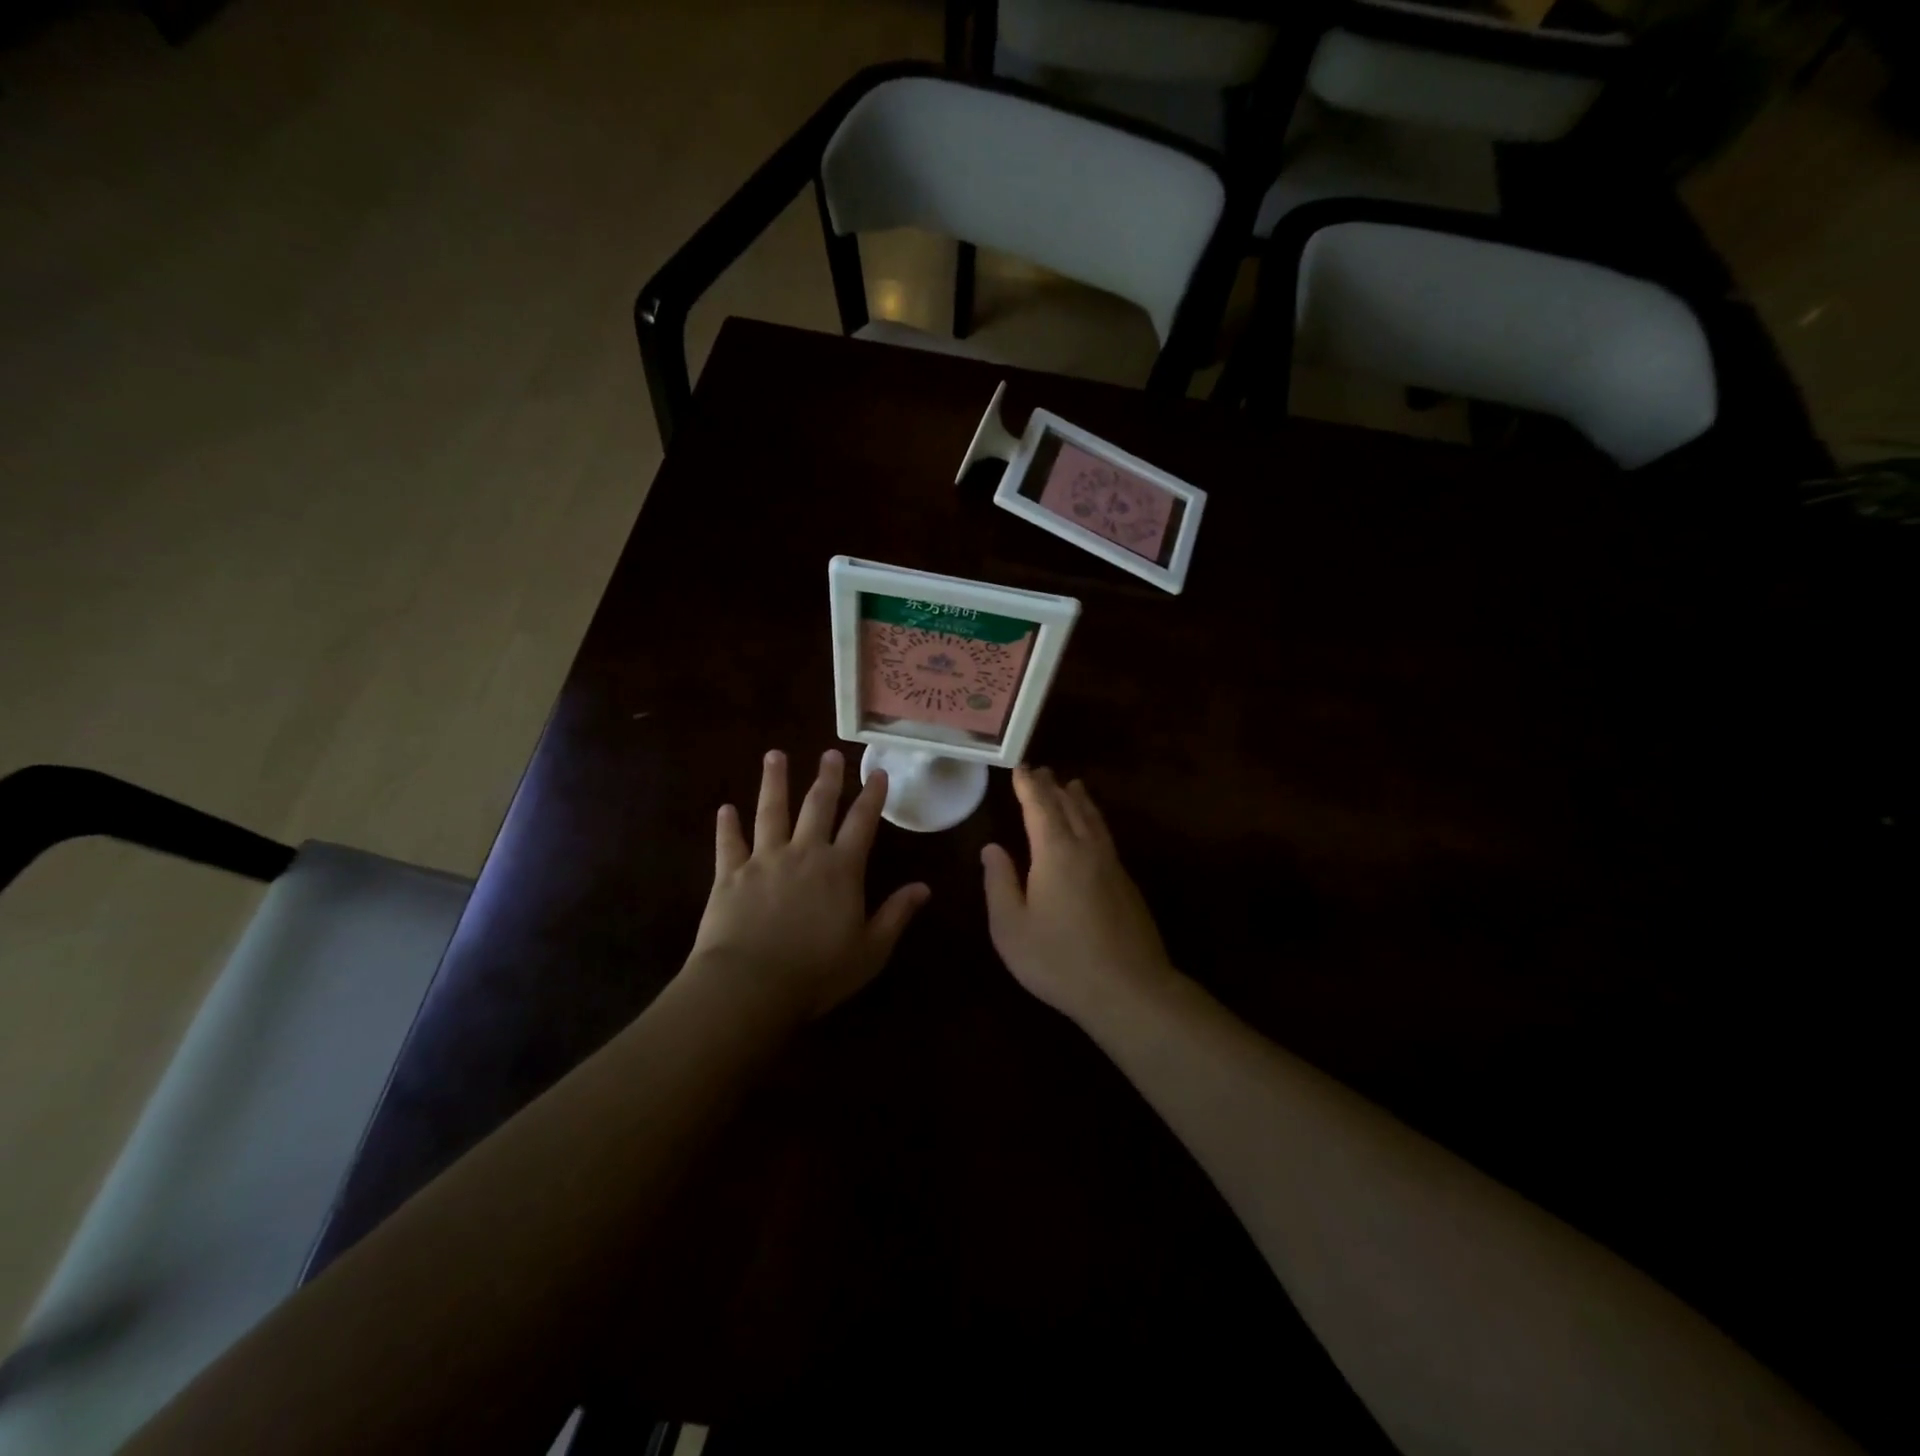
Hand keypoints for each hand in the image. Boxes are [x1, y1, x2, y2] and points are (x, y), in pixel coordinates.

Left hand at [687, 749, 928, 1020]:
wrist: (750, 984)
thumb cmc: (818, 972)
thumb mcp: (870, 950)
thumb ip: (896, 915)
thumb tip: (924, 888)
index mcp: (841, 869)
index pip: (862, 823)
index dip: (872, 796)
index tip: (877, 772)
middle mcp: (804, 853)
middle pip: (818, 806)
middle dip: (827, 778)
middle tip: (829, 753)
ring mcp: (764, 860)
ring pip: (771, 811)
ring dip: (774, 782)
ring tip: (775, 756)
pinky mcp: (729, 874)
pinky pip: (729, 843)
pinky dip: (727, 825)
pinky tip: (725, 809)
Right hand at [981, 767, 1177, 1025]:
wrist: (1128, 989)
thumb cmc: (1059, 960)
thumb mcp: (1011, 927)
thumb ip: (1000, 883)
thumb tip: (992, 848)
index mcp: (1055, 853)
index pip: (1040, 806)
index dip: (1028, 786)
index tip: (1020, 768)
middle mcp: (1086, 848)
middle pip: (1070, 806)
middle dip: (1053, 787)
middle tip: (1042, 770)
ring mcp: (1111, 865)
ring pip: (1093, 820)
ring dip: (1079, 800)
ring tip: (1073, 786)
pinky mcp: (1126, 884)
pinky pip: (1105, 836)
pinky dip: (1093, 820)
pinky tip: (1092, 829)